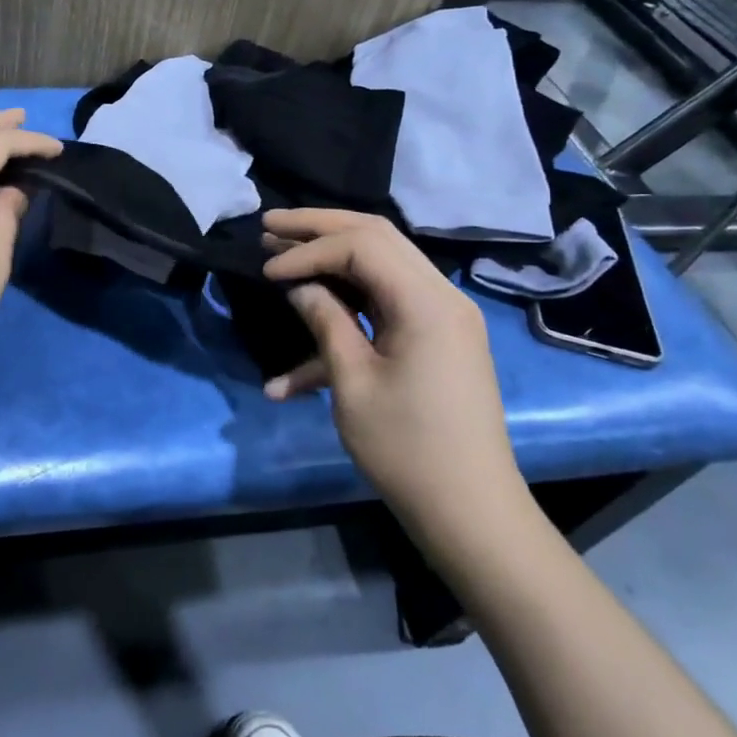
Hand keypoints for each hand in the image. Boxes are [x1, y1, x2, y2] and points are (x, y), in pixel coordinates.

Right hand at [261, 209, 530, 560]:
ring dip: (331, 260)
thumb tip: (299, 287)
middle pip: (376, 237)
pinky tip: (291, 378)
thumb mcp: (353, 383)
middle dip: (319, 229)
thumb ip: (326, 322)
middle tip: (270, 224)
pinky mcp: (436, 340)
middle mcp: (441, 295)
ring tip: (282, 255)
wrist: (471, 512)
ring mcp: (442, 317)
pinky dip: (345, 318)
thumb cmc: (407, 449)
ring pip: (381, 267)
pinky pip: (386, 310)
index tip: (266, 269)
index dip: (308, 250)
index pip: (361, 246)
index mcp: (426, 302)